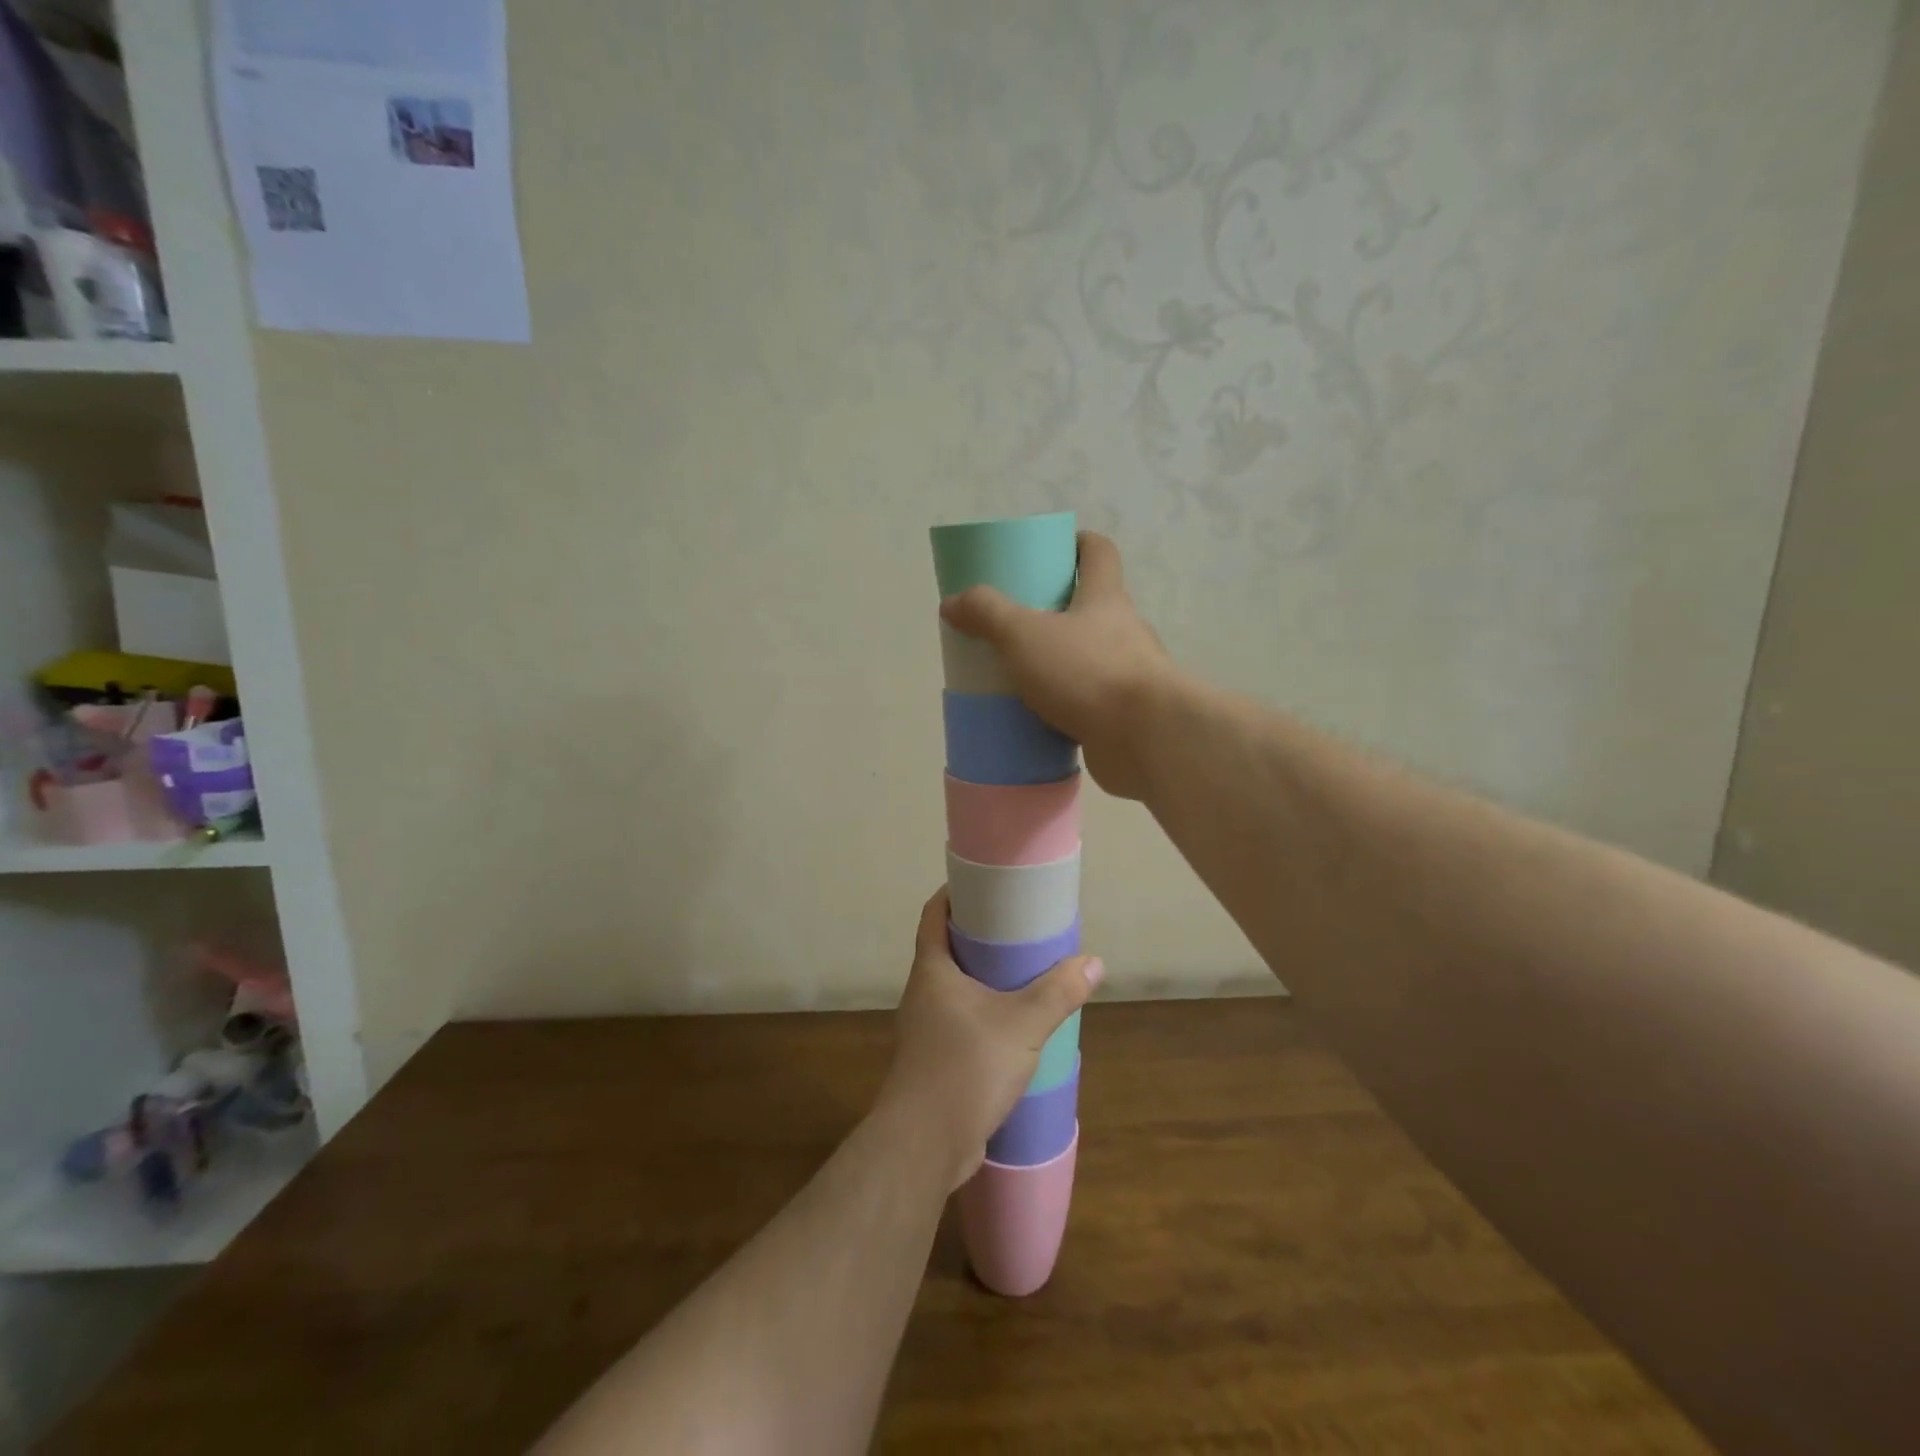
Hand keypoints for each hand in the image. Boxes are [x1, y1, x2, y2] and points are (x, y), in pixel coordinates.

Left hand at [881, 890, 1101, 1189]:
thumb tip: (1093, 963)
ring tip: (1023, 975)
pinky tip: (1014, 1027)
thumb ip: (1058, 993)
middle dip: (979, 937)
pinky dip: (984, 1013)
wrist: (925, 1144)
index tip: (984, 884)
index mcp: (932, 971)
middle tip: (1018, 928)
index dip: (953, 894)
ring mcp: (925, 1029)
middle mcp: (922, 993)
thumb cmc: (965, 1067)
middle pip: (946, 949)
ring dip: (984, 979)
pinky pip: (960, 1021)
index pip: (933, 915)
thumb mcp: (1022, 1025)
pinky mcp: (935, 1060)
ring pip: (955, 989)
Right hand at [939, 531, 1180, 799]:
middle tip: (1014, 623)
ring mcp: (1127, 676)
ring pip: (1087, 659)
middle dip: (1055, 612)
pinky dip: (1063, 707)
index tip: (1050, 551)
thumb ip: (987, 614)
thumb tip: (952, 602)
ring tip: (1017, 676)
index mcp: (1105, 598)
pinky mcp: (1123, 716)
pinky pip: (1087, 704)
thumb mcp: (1024, 634)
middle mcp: (1123, 631)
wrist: (1145, 739)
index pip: (1099, 553)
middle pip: (1090, 608)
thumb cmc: (1087, 671)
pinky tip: (1034, 720)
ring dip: (1058, 664)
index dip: (1077, 544)